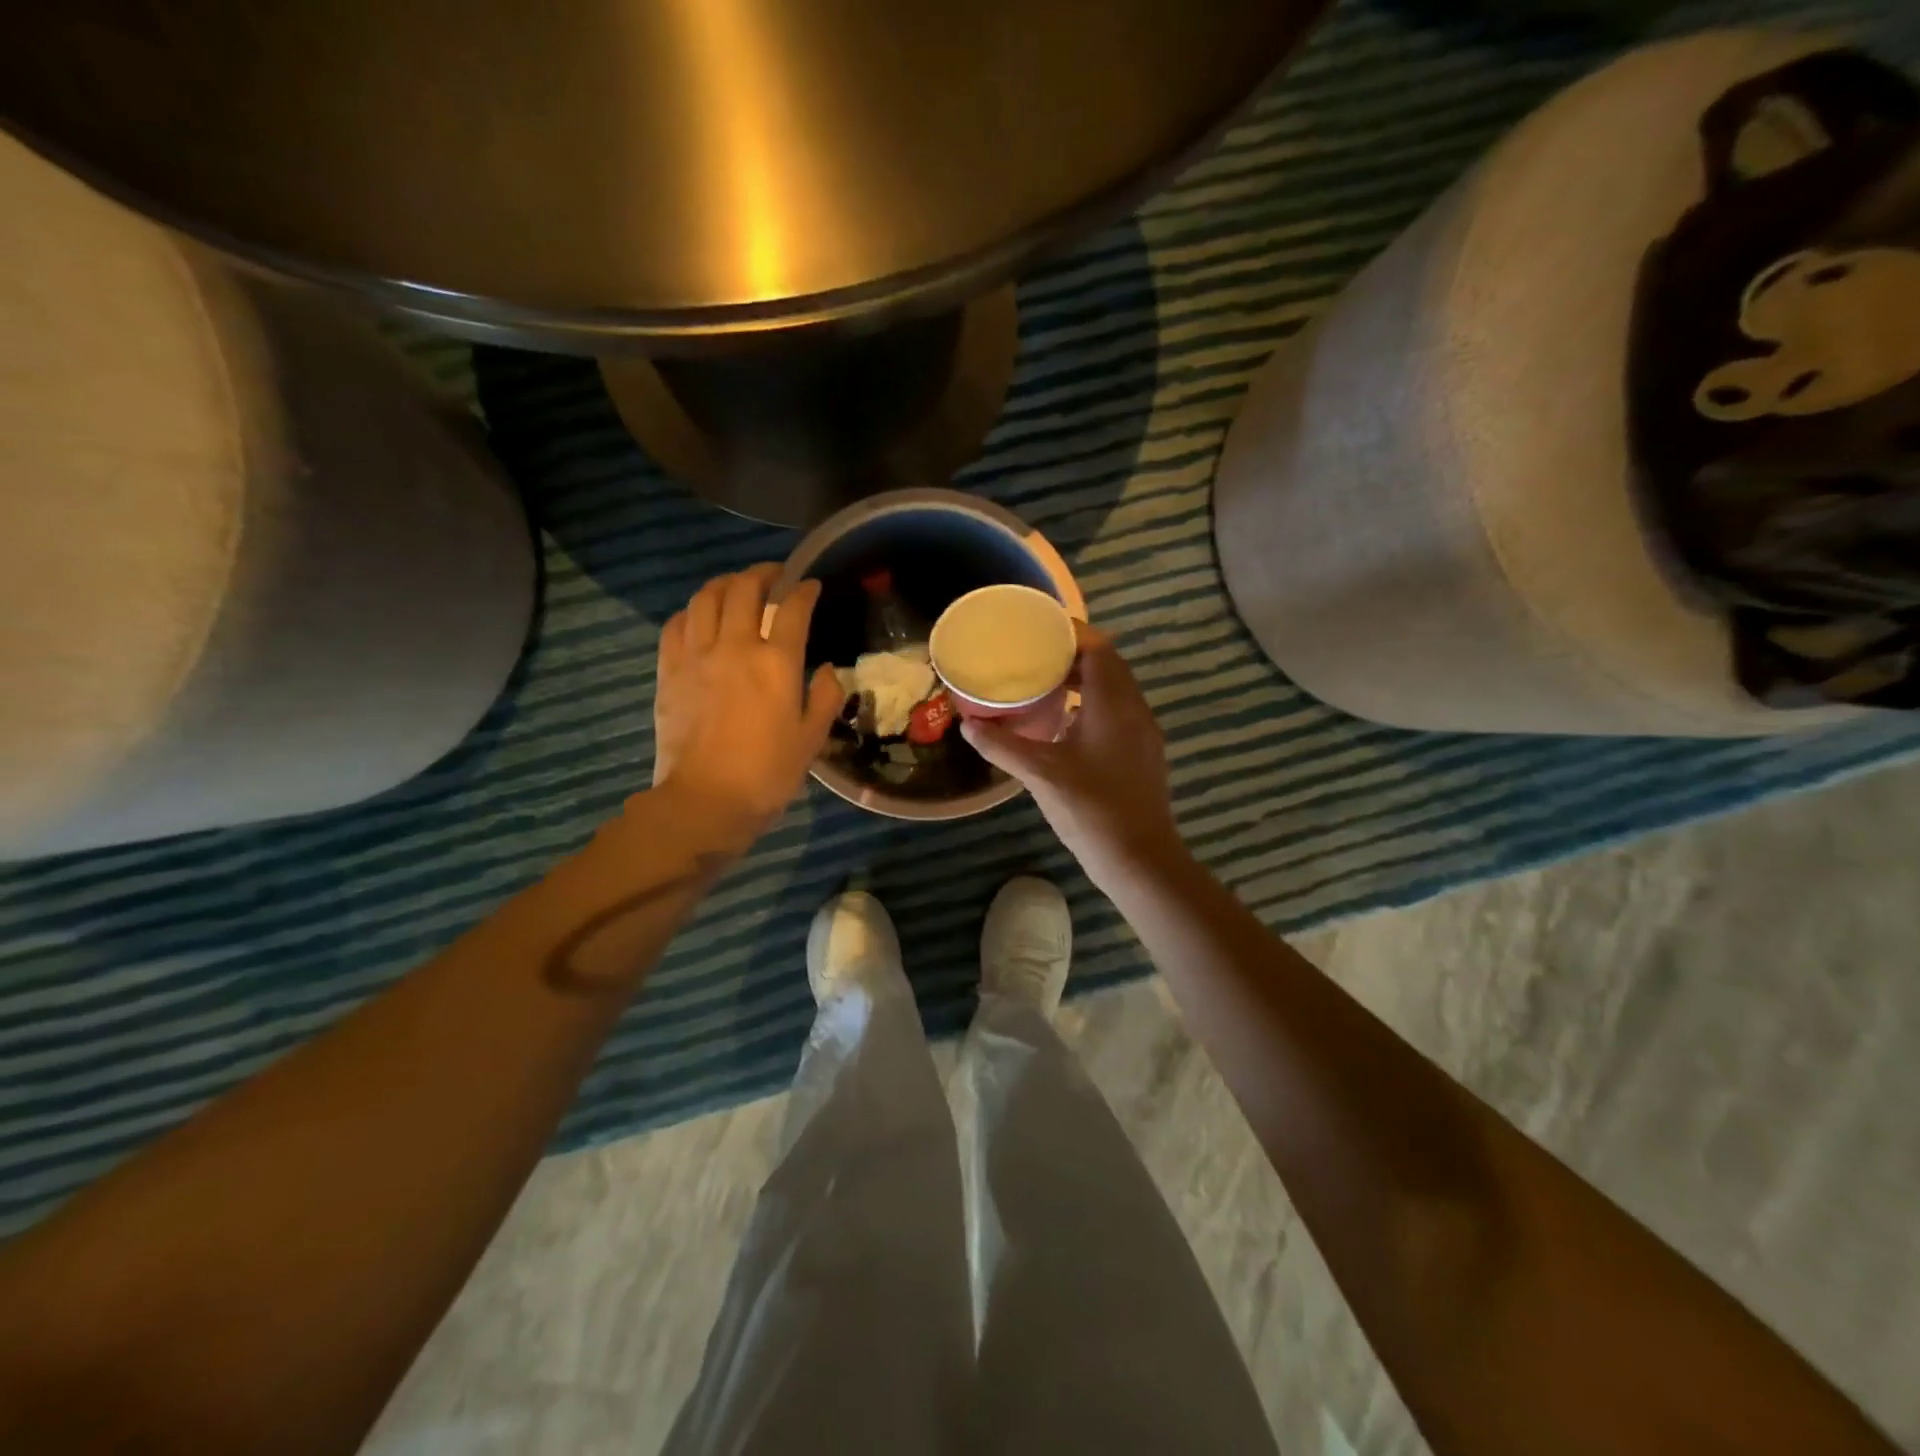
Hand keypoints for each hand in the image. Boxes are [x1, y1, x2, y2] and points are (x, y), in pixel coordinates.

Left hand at [649, 565, 844, 854]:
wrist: (705, 801)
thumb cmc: (767, 774)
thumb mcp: (812, 739)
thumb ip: (826, 698)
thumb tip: (828, 669)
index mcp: (777, 663)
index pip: (793, 608)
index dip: (804, 590)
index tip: (811, 585)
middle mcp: (735, 646)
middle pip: (744, 589)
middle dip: (762, 573)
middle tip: (773, 575)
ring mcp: (697, 655)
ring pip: (706, 597)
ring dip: (724, 583)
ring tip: (736, 587)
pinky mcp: (669, 670)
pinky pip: (676, 624)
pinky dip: (691, 611)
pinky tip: (700, 617)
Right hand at [960, 626, 1184, 889]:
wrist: (1140, 860)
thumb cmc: (1091, 809)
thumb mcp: (1040, 774)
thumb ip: (1002, 746)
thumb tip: (968, 725)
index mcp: (1113, 704)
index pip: (1099, 648)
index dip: (1070, 632)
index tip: (1037, 630)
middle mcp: (1135, 710)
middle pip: (1108, 665)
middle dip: (1073, 655)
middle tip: (1033, 656)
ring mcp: (1143, 733)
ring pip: (1115, 690)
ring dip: (1083, 681)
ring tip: (1044, 684)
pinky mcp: (1143, 753)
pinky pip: (1118, 712)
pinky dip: (1092, 705)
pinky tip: (1063, 725)